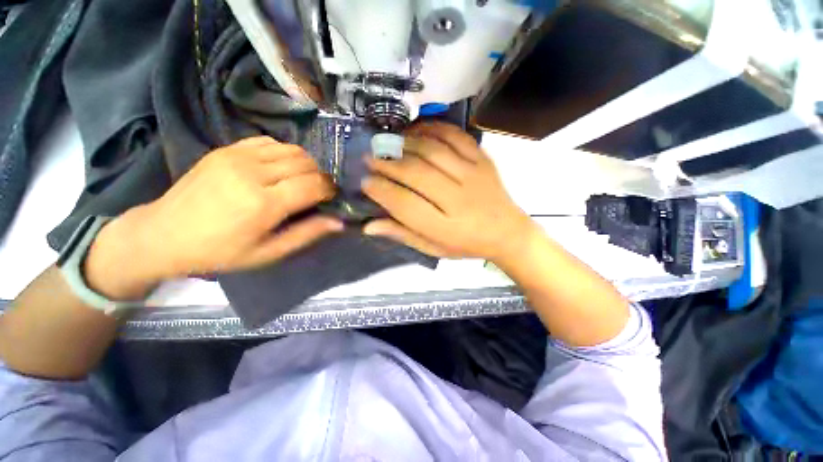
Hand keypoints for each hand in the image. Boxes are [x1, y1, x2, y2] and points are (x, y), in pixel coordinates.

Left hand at [85, 137, 341, 298]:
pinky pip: (270, 142)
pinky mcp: (227, 149)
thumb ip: (307, 234)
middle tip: (318, 192)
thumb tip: (339, 222)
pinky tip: (280, 169)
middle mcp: (253, 173)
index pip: (314, 185)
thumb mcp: (268, 253)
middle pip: (306, 164)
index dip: (330, 190)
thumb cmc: (220, 251)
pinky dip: (284, 153)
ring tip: (302, 180)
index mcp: (264, 204)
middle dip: (321, 177)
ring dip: (306, 164)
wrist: (164, 234)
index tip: (332, 198)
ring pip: (292, 149)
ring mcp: (238, 156)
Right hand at [362, 122, 532, 261]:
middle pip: (416, 174)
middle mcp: (459, 199)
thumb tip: (368, 226)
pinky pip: (455, 136)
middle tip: (369, 158)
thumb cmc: (466, 244)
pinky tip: (416, 131)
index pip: (405, 205)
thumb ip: (403, 235)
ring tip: (388, 144)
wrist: (507, 232)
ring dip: (405, 144)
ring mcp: (473, 175)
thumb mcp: (433, 248)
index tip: (364, 182)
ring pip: (433, 151)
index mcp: (445, 228)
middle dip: (387, 164)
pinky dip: (433, 129)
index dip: (381, 191)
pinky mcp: (483, 160)